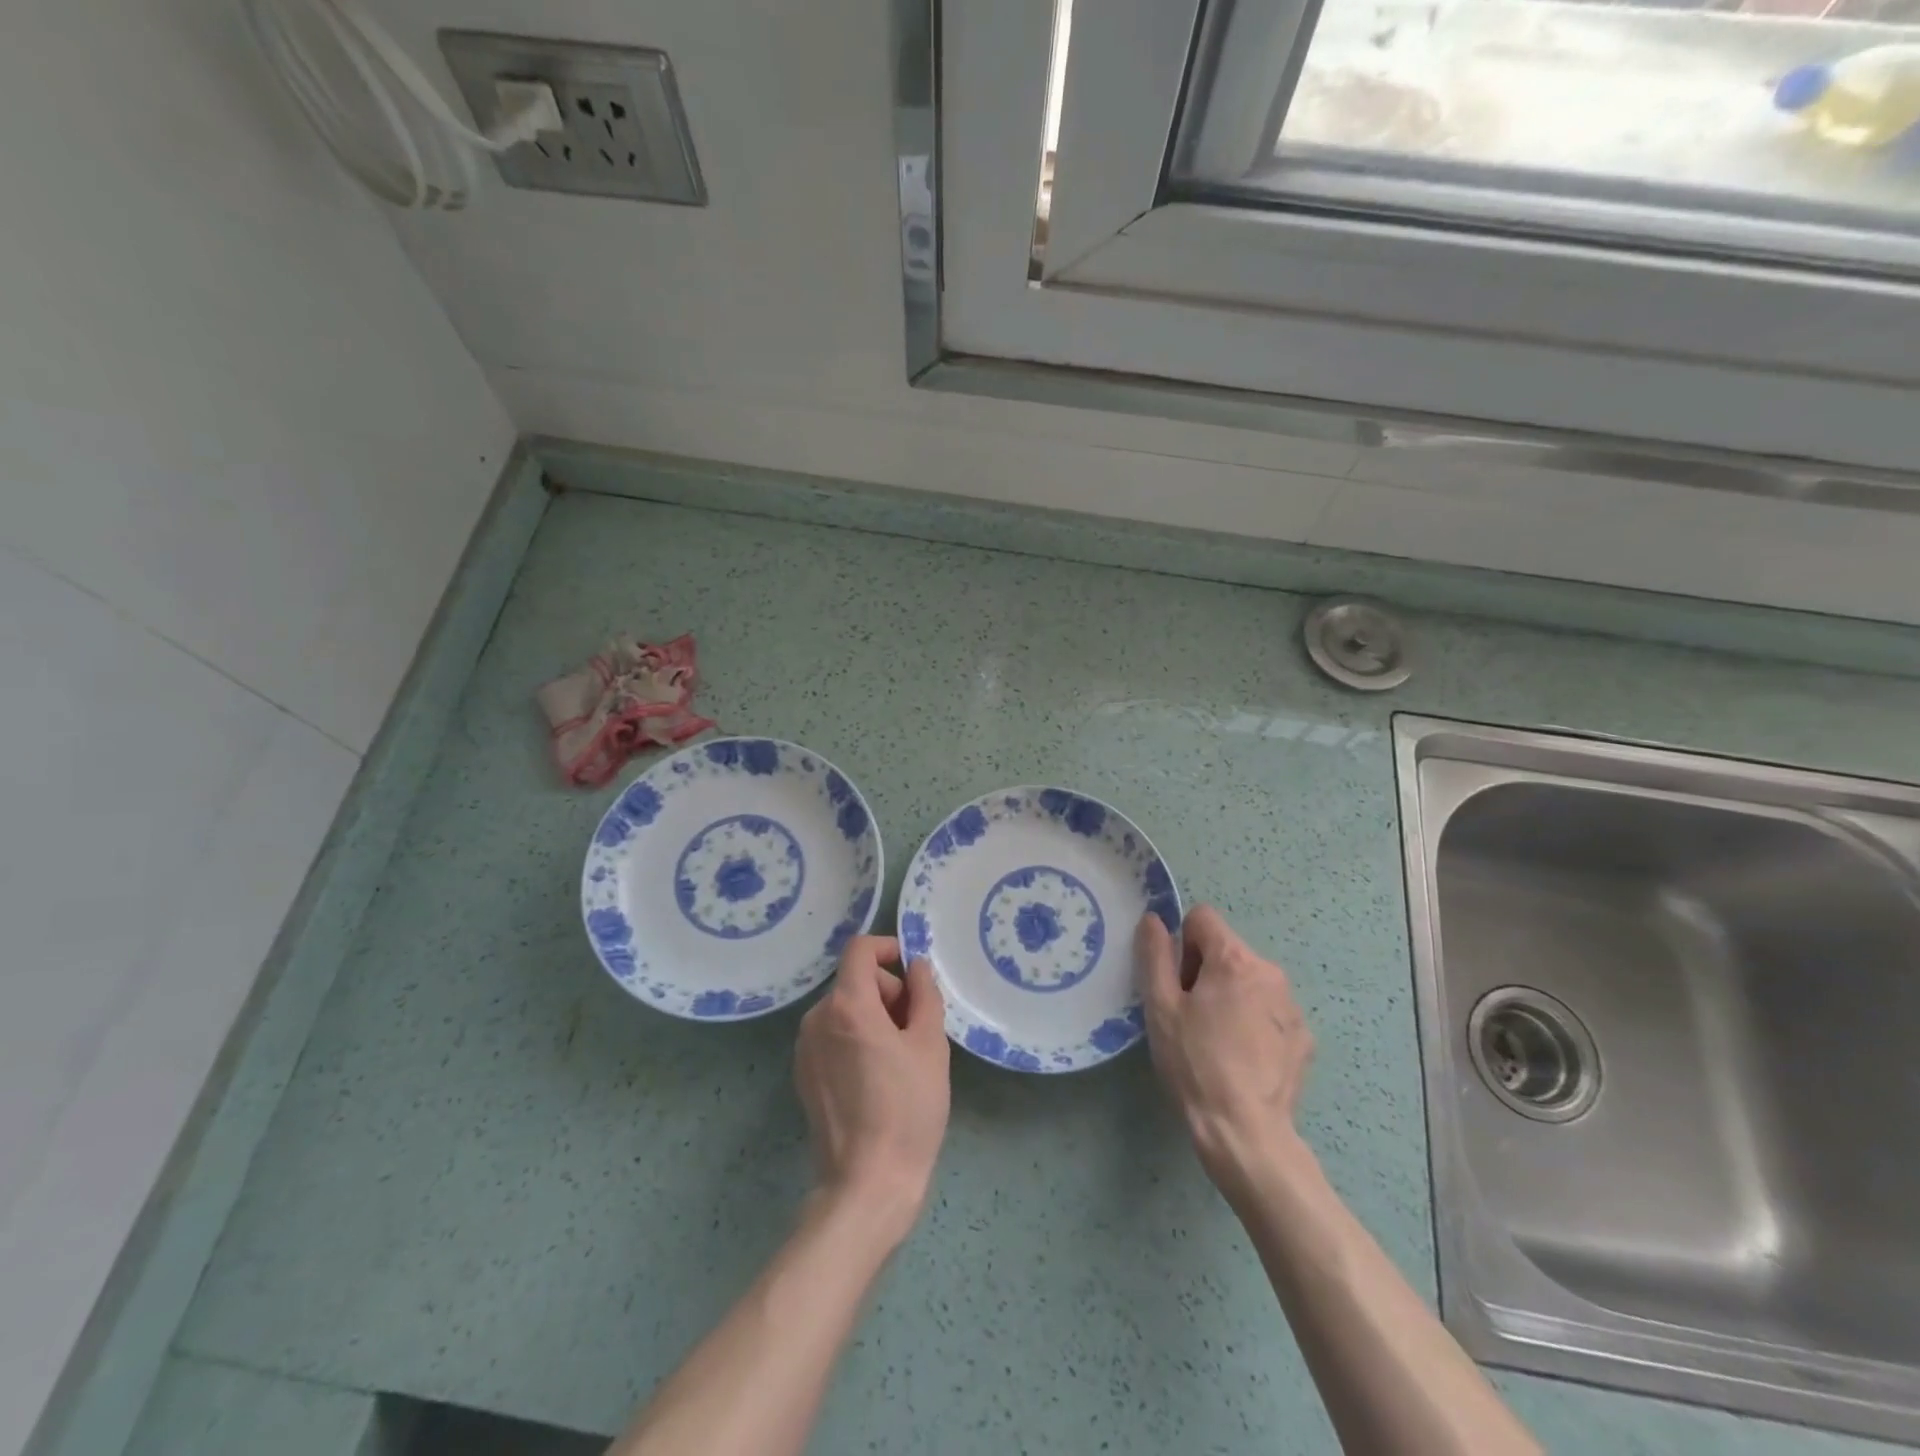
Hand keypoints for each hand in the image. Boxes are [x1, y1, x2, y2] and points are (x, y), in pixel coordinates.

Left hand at [795, 936, 950, 1237]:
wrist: (867, 1184)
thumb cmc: (907, 1110)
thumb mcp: (930, 1045)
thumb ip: (924, 994)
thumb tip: (916, 966)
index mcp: (846, 1005)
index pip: (859, 950)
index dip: (887, 948)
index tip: (913, 972)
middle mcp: (816, 1018)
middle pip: (854, 980)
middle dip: (889, 992)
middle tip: (917, 1028)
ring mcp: (805, 1048)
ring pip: (844, 1008)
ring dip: (874, 1016)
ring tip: (901, 1056)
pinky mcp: (803, 1074)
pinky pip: (833, 1035)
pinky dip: (856, 1038)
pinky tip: (877, 1075)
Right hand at [1139, 905, 1313, 1201]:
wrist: (1246, 1131)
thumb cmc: (1195, 1063)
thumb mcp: (1161, 1007)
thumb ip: (1154, 955)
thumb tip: (1153, 919)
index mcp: (1234, 959)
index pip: (1202, 918)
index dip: (1181, 944)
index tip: (1177, 983)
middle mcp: (1270, 972)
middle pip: (1226, 950)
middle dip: (1204, 971)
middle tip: (1190, 1016)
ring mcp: (1292, 1006)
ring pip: (1249, 981)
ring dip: (1230, 996)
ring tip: (1216, 1040)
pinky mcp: (1303, 1037)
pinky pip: (1269, 1011)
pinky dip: (1253, 1023)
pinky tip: (1241, 1059)